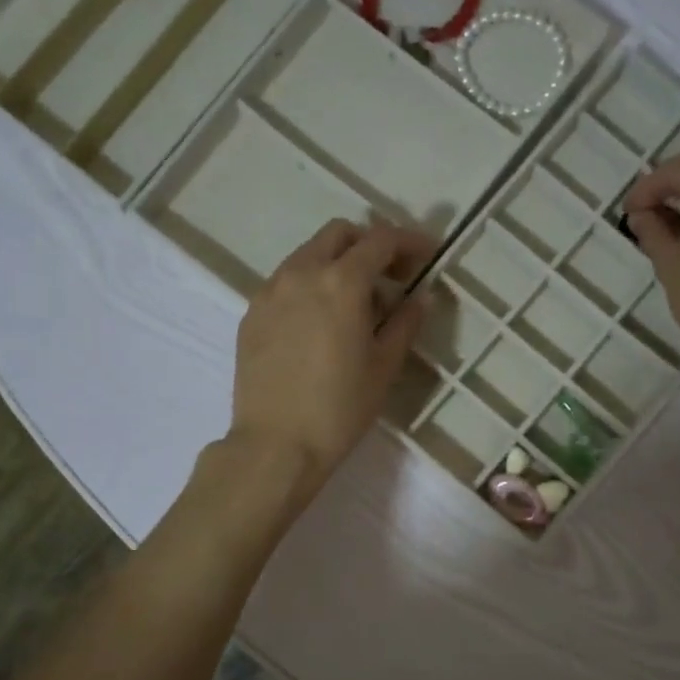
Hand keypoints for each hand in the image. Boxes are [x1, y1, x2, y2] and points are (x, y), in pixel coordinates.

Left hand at [230, 219, 434, 499]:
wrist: (276, 445)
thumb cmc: (340, 408)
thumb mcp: (384, 366)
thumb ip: (405, 322)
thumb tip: (420, 296)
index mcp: (341, 282)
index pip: (381, 240)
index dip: (410, 241)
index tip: (428, 255)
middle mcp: (301, 273)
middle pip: (339, 234)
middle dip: (370, 244)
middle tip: (391, 277)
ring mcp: (270, 291)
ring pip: (308, 255)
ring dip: (338, 263)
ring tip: (356, 304)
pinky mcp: (251, 313)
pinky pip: (286, 282)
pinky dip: (311, 285)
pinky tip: (320, 322)